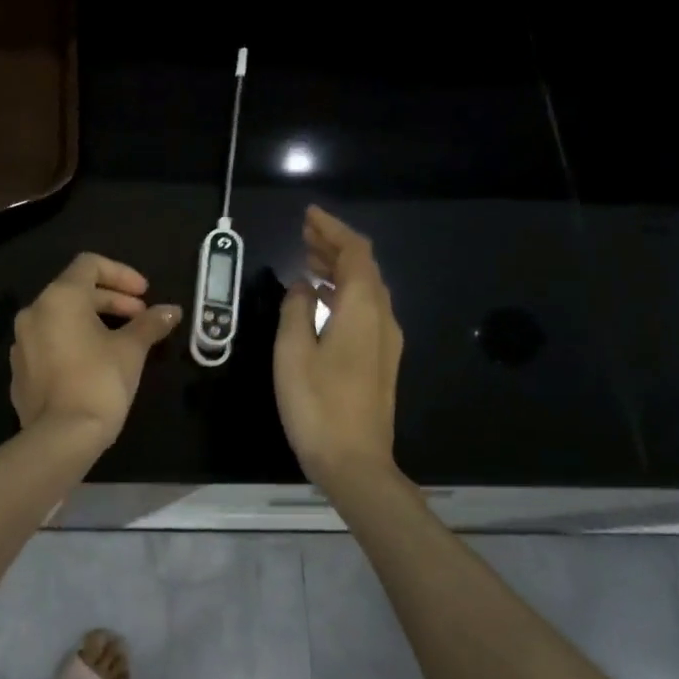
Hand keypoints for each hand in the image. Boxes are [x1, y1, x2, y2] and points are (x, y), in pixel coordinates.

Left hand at [10, 253, 182, 446]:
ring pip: (61, 318)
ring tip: (122, 341)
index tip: (144, 295)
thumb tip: (172, 310)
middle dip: (112, 300)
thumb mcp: (131, 349)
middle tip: (141, 318)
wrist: (60, 438)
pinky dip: (74, 342)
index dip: (121, 274)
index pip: (89, 264)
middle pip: (75, 290)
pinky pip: (49, 343)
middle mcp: (34, 312)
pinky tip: (95, 364)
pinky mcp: (20, 370)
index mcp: (59, 298)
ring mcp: (22, 342)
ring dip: (93, 321)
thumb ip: (150, 324)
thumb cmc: (100, 382)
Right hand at [274, 206, 403, 487]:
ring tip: (308, 257)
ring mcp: (385, 341)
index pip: (355, 253)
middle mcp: (381, 318)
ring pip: (366, 289)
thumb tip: (304, 285)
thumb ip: (297, 309)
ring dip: (339, 268)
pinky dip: (343, 292)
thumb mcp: (293, 352)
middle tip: (304, 232)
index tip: (309, 215)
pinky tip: (320, 298)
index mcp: (361, 309)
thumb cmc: (317, 404)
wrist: (355, 462)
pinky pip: (365, 309)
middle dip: (335, 245)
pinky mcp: (380, 359)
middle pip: (364, 268)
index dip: (333, 230)